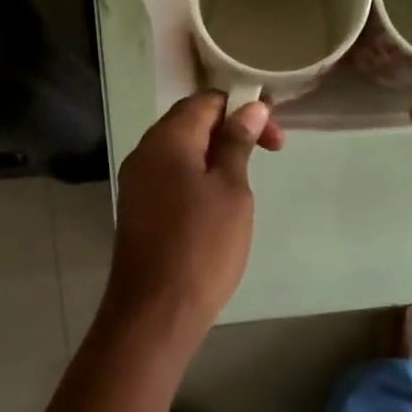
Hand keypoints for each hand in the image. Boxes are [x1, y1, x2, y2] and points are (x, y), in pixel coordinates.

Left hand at [103, 91, 284, 342]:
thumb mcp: (231, 190)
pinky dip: (198, 177)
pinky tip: (218, 203)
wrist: (156, 310)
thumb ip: (237, 143)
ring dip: (216, 155)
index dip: (242, 107)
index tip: (274, 134)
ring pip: (181, 152)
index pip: (205, 101)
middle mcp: (144, 153)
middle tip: (269, 153)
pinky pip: (171, 177)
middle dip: (231, 130)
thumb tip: (250, 107)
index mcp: (166, 139)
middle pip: (190, 122)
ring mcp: (137, 182)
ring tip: (246, 181)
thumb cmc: (201, 245)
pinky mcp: (139, 209)